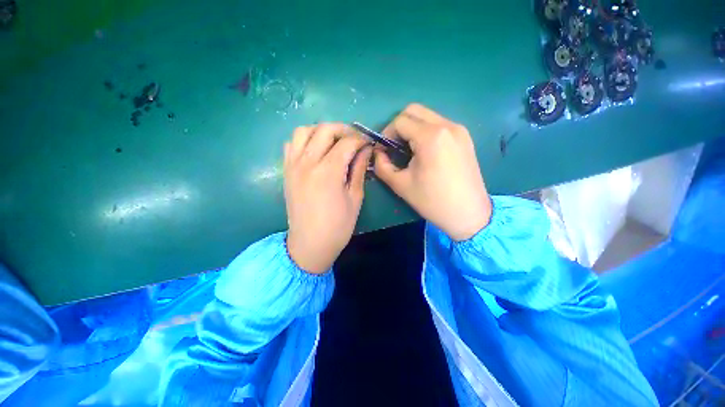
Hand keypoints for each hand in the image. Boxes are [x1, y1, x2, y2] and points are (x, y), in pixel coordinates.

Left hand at [284, 123, 371, 273]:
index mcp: (328, 172)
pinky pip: (292, 144)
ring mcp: (293, 165)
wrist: (309, 244)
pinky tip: (316, 151)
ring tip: (334, 142)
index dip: (361, 139)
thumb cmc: (337, 226)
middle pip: (325, 130)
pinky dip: (305, 140)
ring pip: (304, 130)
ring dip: (322, 131)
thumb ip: (359, 169)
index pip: (347, 142)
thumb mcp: (355, 198)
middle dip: (344, 130)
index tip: (369, 143)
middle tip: (355, 140)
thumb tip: (366, 150)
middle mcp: (308, 163)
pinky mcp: (286, 171)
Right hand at [374, 104, 491, 240]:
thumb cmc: (432, 201)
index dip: (387, 133)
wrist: (468, 213)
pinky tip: (425, 152)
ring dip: (413, 128)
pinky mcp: (465, 137)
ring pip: (428, 116)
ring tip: (409, 151)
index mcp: (430, 137)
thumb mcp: (400, 185)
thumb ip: (382, 166)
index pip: (400, 121)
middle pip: (414, 111)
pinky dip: (426, 132)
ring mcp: (459, 130)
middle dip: (399, 126)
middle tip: (394, 146)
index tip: (384, 149)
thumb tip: (378, 153)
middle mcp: (447, 126)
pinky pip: (440, 125)